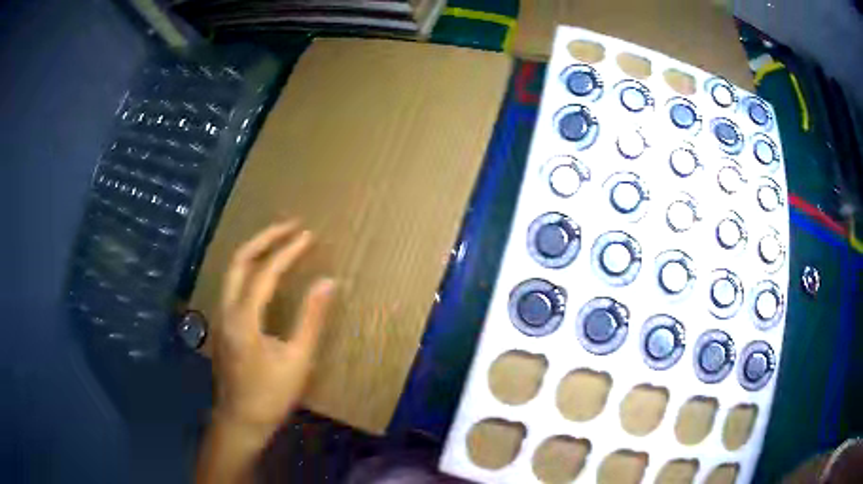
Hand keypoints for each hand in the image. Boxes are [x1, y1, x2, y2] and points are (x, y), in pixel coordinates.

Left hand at [197, 220, 335, 483]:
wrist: (239, 421)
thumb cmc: (270, 396)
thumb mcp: (297, 361)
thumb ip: (311, 319)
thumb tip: (328, 282)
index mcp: (243, 319)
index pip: (265, 273)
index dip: (287, 251)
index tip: (308, 235)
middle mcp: (226, 310)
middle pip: (239, 260)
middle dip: (265, 237)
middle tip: (291, 226)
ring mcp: (220, 316)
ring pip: (233, 270)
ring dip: (256, 250)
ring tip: (280, 239)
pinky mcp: (222, 323)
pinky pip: (234, 283)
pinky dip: (250, 267)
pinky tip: (265, 271)